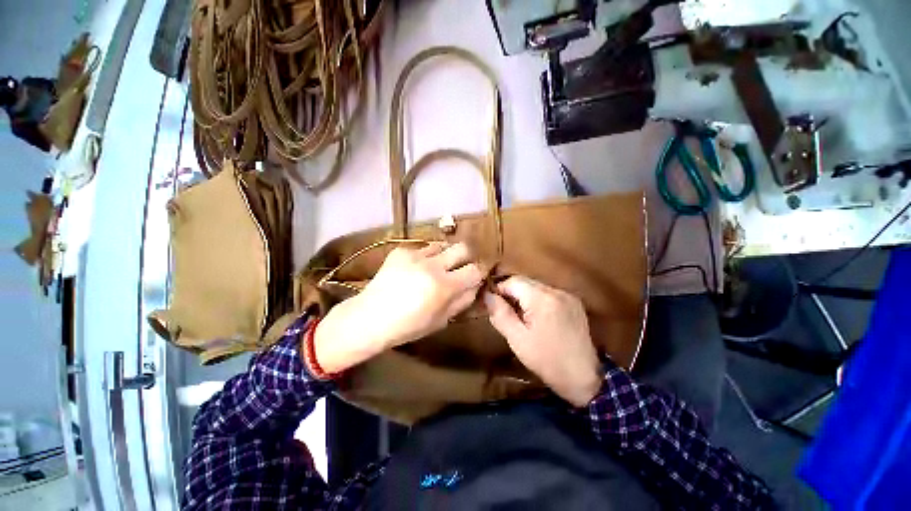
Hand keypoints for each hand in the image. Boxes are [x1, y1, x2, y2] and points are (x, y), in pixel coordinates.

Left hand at [312, 242, 484, 373]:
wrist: (370, 317)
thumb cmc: (408, 326)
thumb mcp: (441, 320)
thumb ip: (463, 300)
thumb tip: (475, 285)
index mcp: (444, 286)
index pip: (475, 269)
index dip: (479, 273)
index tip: (475, 277)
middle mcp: (432, 265)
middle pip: (463, 247)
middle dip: (467, 257)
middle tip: (461, 268)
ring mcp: (415, 254)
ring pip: (443, 245)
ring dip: (445, 256)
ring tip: (437, 268)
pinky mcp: (401, 251)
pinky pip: (422, 249)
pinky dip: (426, 258)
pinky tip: (416, 270)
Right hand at [484, 276, 602, 406]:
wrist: (584, 378)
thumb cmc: (546, 360)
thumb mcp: (517, 339)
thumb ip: (500, 314)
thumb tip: (487, 295)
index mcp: (542, 299)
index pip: (513, 281)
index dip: (499, 289)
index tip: (492, 303)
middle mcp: (556, 290)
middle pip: (525, 281)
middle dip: (511, 292)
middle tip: (505, 311)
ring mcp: (568, 295)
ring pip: (536, 286)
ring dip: (524, 296)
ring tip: (520, 315)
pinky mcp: (574, 302)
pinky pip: (549, 293)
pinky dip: (538, 300)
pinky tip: (537, 317)